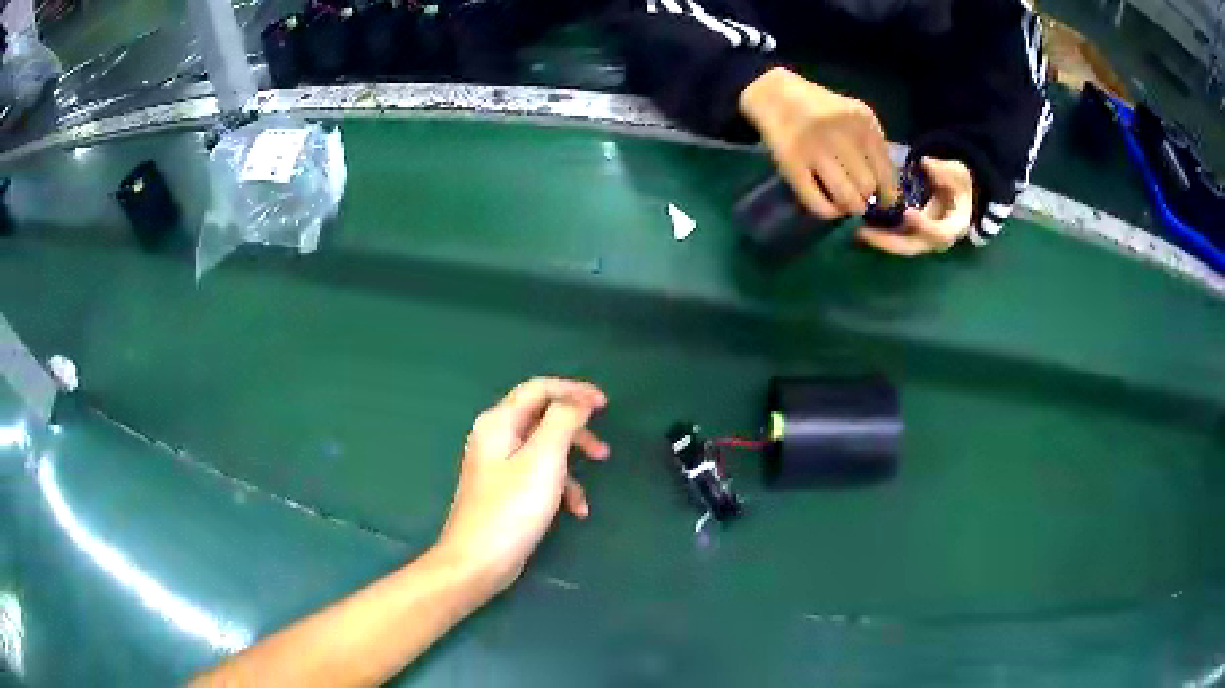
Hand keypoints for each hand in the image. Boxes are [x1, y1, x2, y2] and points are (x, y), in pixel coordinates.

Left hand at [435, 377, 608, 593]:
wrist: (477, 560)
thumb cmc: (512, 508)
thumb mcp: (544, 459)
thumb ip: (563, 421)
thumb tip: (577, 401)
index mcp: (500, 422)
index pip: (540, 388)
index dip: (574, 391)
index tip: (605, 405)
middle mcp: (495, 436)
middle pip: (542, 416)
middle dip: (577, 429)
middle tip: (603, 447)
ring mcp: (498, 464)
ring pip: (543, 447)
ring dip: (572, 460)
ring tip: (593, 481)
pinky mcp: (504, 489)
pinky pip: (537, 474)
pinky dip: (560, 486)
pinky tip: (576, 510)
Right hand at [740, 67, 898, 220]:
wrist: (776, 96)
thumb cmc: (822, 109)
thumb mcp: (854, 117)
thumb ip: (873, 146)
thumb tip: (886, 192)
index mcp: (863, 122)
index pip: (887, 173)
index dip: (887, 194)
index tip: (881, 200)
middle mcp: (841, 134)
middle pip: (867, 187)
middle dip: (866, 200)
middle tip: (859, 199)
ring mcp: (814, 149)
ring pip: (846, 198)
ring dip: (849, 207)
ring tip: (845, 204)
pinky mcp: (791, 164)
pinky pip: (817, 202)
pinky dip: (828, 211)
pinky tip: (828, 206)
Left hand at [858, 156, 974, 255]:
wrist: (956, 193)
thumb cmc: (958, 183)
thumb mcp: (958, 174)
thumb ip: (945, 171)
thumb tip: (926, 163)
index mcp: (953, 227)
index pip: (940, 234)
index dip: (924, 226)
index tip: (908, 213)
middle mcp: (935, 239)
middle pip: (913, 247)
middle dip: (889, 242)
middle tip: (865, 233)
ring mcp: (921, 238)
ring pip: (899, 246)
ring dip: (878, 241)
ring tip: (857, 232)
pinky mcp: (909, 233)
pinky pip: (892, 237)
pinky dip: (876, 234)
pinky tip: (858, 225)